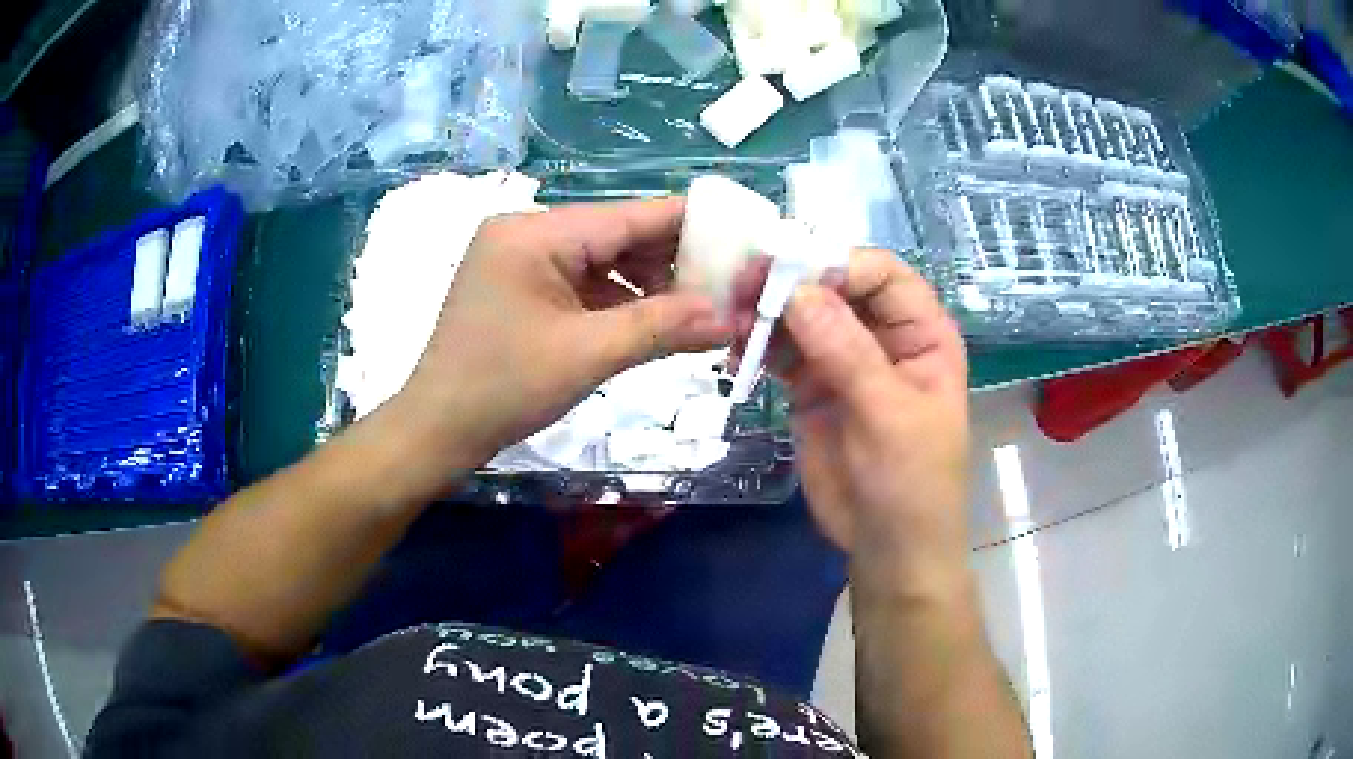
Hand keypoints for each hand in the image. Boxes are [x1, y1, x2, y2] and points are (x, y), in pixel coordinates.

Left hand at [390, 197, 731, 492]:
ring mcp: (519, 258)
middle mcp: (525, 232)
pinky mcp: (519, 285)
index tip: (741, 236)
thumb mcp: (587, 355)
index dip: (689, 224)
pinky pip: (580, 281)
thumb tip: (732, 317)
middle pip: (615, 233)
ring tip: (696, 307)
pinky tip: (651, 319)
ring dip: (645, 283)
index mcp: (534, 233)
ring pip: (601, 258)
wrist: (437, 430)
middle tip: (726, 284)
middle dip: (670, 260)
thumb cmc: (503, 389)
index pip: (627, 215)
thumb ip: (662, 327)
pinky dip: (616, 299)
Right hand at [766, 249, 969, 585]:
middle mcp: (883, 337)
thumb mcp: (888, 416)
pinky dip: (758, 345)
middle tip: (743, 285)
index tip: (790, 276)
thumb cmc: (911, 482)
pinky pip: (782, 352)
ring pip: (802, 316)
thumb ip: (847, 352)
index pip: (882, 274)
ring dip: (767, 311)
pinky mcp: (812, 388)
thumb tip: (797, 290)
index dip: (839, 265)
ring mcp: (844, 361)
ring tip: (733, 320)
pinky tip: (736, 350)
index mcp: (921, 334)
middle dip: (792, 281)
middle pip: (835, 287)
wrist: (887, 547)